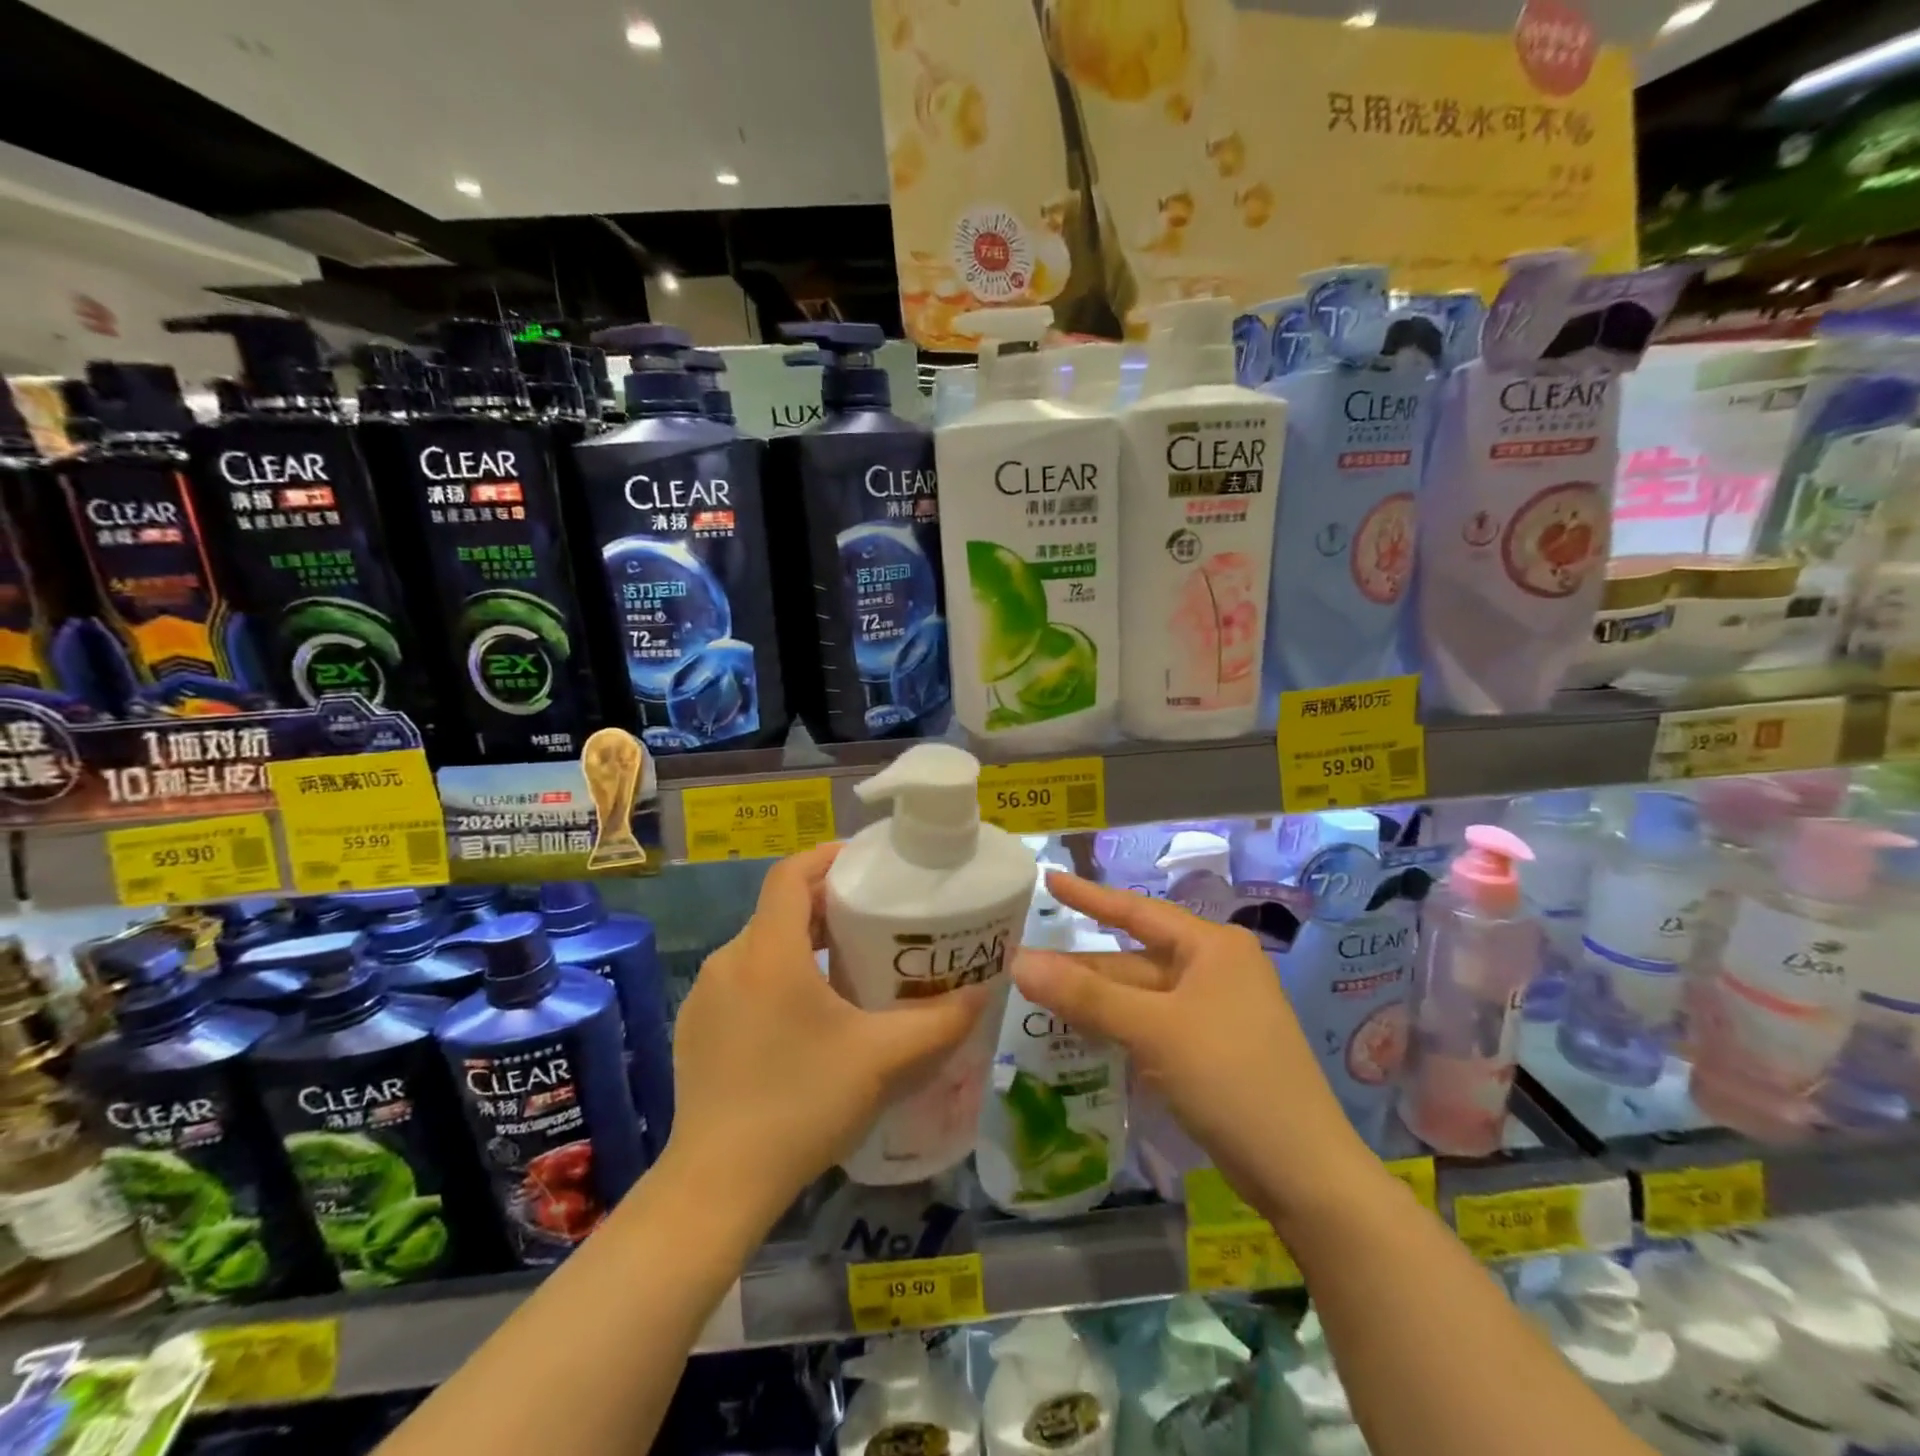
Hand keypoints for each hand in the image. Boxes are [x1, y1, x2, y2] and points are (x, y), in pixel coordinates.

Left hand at [663, 844, 990, 1226]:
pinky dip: (777, 976)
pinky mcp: (696, 1029)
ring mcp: (705, 996)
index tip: (866, 863)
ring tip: (850, 965)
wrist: (717, 1186)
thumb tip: (982, 994)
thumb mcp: (882, 1060)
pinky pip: (743, 980)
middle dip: (827, 904)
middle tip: (875, 919)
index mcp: (768, 951)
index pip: (791, 873)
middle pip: (780, 909)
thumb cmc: (802, 1105)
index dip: (827, 857)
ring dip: (803, 943)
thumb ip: (939, 1022)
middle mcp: (730, 961)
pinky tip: (807, 1017)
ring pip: (761, 946)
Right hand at [1016, 870, 1371, 1217]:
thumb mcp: (1153, 1030)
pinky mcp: (1210, 1051)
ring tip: (1038, 995)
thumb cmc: (1231, 1078)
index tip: (1049, 880)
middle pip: (1134, 959)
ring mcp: (1214, 1012)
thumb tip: (1018, 962)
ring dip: (1095, 999)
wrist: (1303, 1172)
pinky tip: (1080, 1032)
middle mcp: (1215, 970)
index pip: (1137, 911)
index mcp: (1212, 947)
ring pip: (1141, 996)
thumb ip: (1085, 995)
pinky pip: (1151, 1025)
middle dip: (1083, 965)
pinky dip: (1117, 1027)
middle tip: (1023, 960)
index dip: (1089, 896)